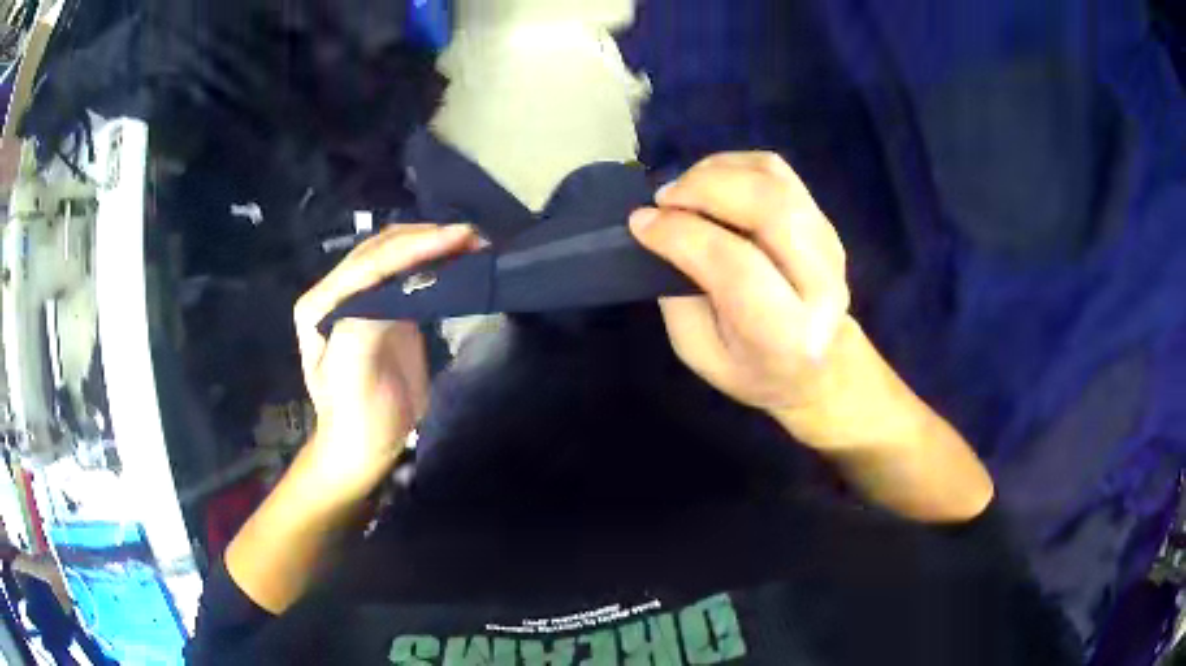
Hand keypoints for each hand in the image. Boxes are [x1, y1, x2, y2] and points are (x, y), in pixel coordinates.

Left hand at [292, 224, 479, 497]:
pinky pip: (412, 276)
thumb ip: (368, 319)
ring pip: (398, 256)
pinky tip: (461, 258)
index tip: (457, 237)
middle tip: (473, 236)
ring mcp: (364, 299)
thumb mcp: (352, 370)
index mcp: (322, 301)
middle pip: (383, 249)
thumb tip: (408, 283)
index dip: (413, 247)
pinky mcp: (389, 310)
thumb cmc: (355, 414)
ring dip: (434, 244)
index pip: (370, 262)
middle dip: (427, 237)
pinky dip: (437, 263)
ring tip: (473, 242)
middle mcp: (339, 291)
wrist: (366, 445)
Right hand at [630, 152, 855, 445]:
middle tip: (664, 198)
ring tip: (683, 190)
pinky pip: (777, 171)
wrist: (820, 367)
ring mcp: (829, 245)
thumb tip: (662, 230)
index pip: (736, 267)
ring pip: (773, 181)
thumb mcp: (701, 353)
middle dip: (704, 188)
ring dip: (717, 172)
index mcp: (788, 335)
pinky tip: (710, 181)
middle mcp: (821, 285)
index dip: (681, 234)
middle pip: (768, 208)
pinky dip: (735, 165)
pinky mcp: (825, 221)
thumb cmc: (753, 368)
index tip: (641, 222)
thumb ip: (681, 295)